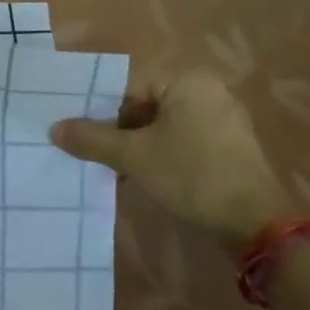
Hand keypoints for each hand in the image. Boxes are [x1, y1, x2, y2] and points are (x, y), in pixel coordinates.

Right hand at [50, 69, 286, 254]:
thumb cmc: (190, 176)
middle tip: (93, 153)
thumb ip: (91, 138)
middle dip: (117, 131)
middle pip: (145, 106)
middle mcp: (209, 93)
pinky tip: (143, 179)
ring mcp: (223, 122)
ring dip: (136, 147)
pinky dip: (160, 156)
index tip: (79, 133)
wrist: (255, 226)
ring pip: (162, 127)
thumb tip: (54, 129)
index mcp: (188, 82)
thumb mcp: (132, 156)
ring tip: (113, 169)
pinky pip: (181, 142)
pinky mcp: (228, 149)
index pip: (128, 87)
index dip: (100, 110)